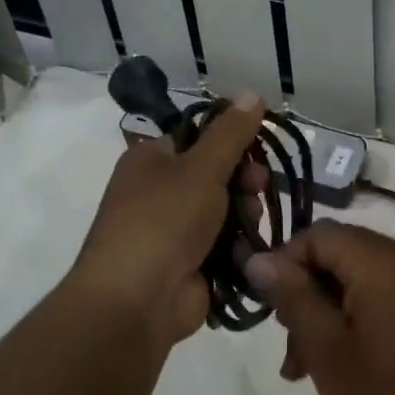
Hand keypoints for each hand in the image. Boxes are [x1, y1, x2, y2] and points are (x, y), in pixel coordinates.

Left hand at [67, 95, 266, 346]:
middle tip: (258, 185)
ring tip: (252, 222)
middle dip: (242, 180)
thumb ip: (230, 133)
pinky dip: (238, 245)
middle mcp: (158, 191)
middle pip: (214, 174)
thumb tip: (252, 93)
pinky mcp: (189, 263)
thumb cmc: (163, 221)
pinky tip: (252, 248)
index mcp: (150, 160)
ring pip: (223, 210)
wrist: (136, 301)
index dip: (230, 140)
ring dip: (244, 213)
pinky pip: (223, 244)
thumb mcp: (201, 168)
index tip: (257, 148)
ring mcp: (173, 230)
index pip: (197, 137)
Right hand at [243, 221, 394, 394]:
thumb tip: (257, 258)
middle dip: (306, 292)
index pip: (320, 235)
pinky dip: (354, 317)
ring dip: (326, 310)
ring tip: (303, 365)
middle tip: (287, 343)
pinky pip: (382, 294)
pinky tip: (336, 360)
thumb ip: (291, 295)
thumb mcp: (325, 348)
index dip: (285, 262)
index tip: (268, 305)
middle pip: (340, 253)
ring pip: (358, 276)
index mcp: (387, 261)